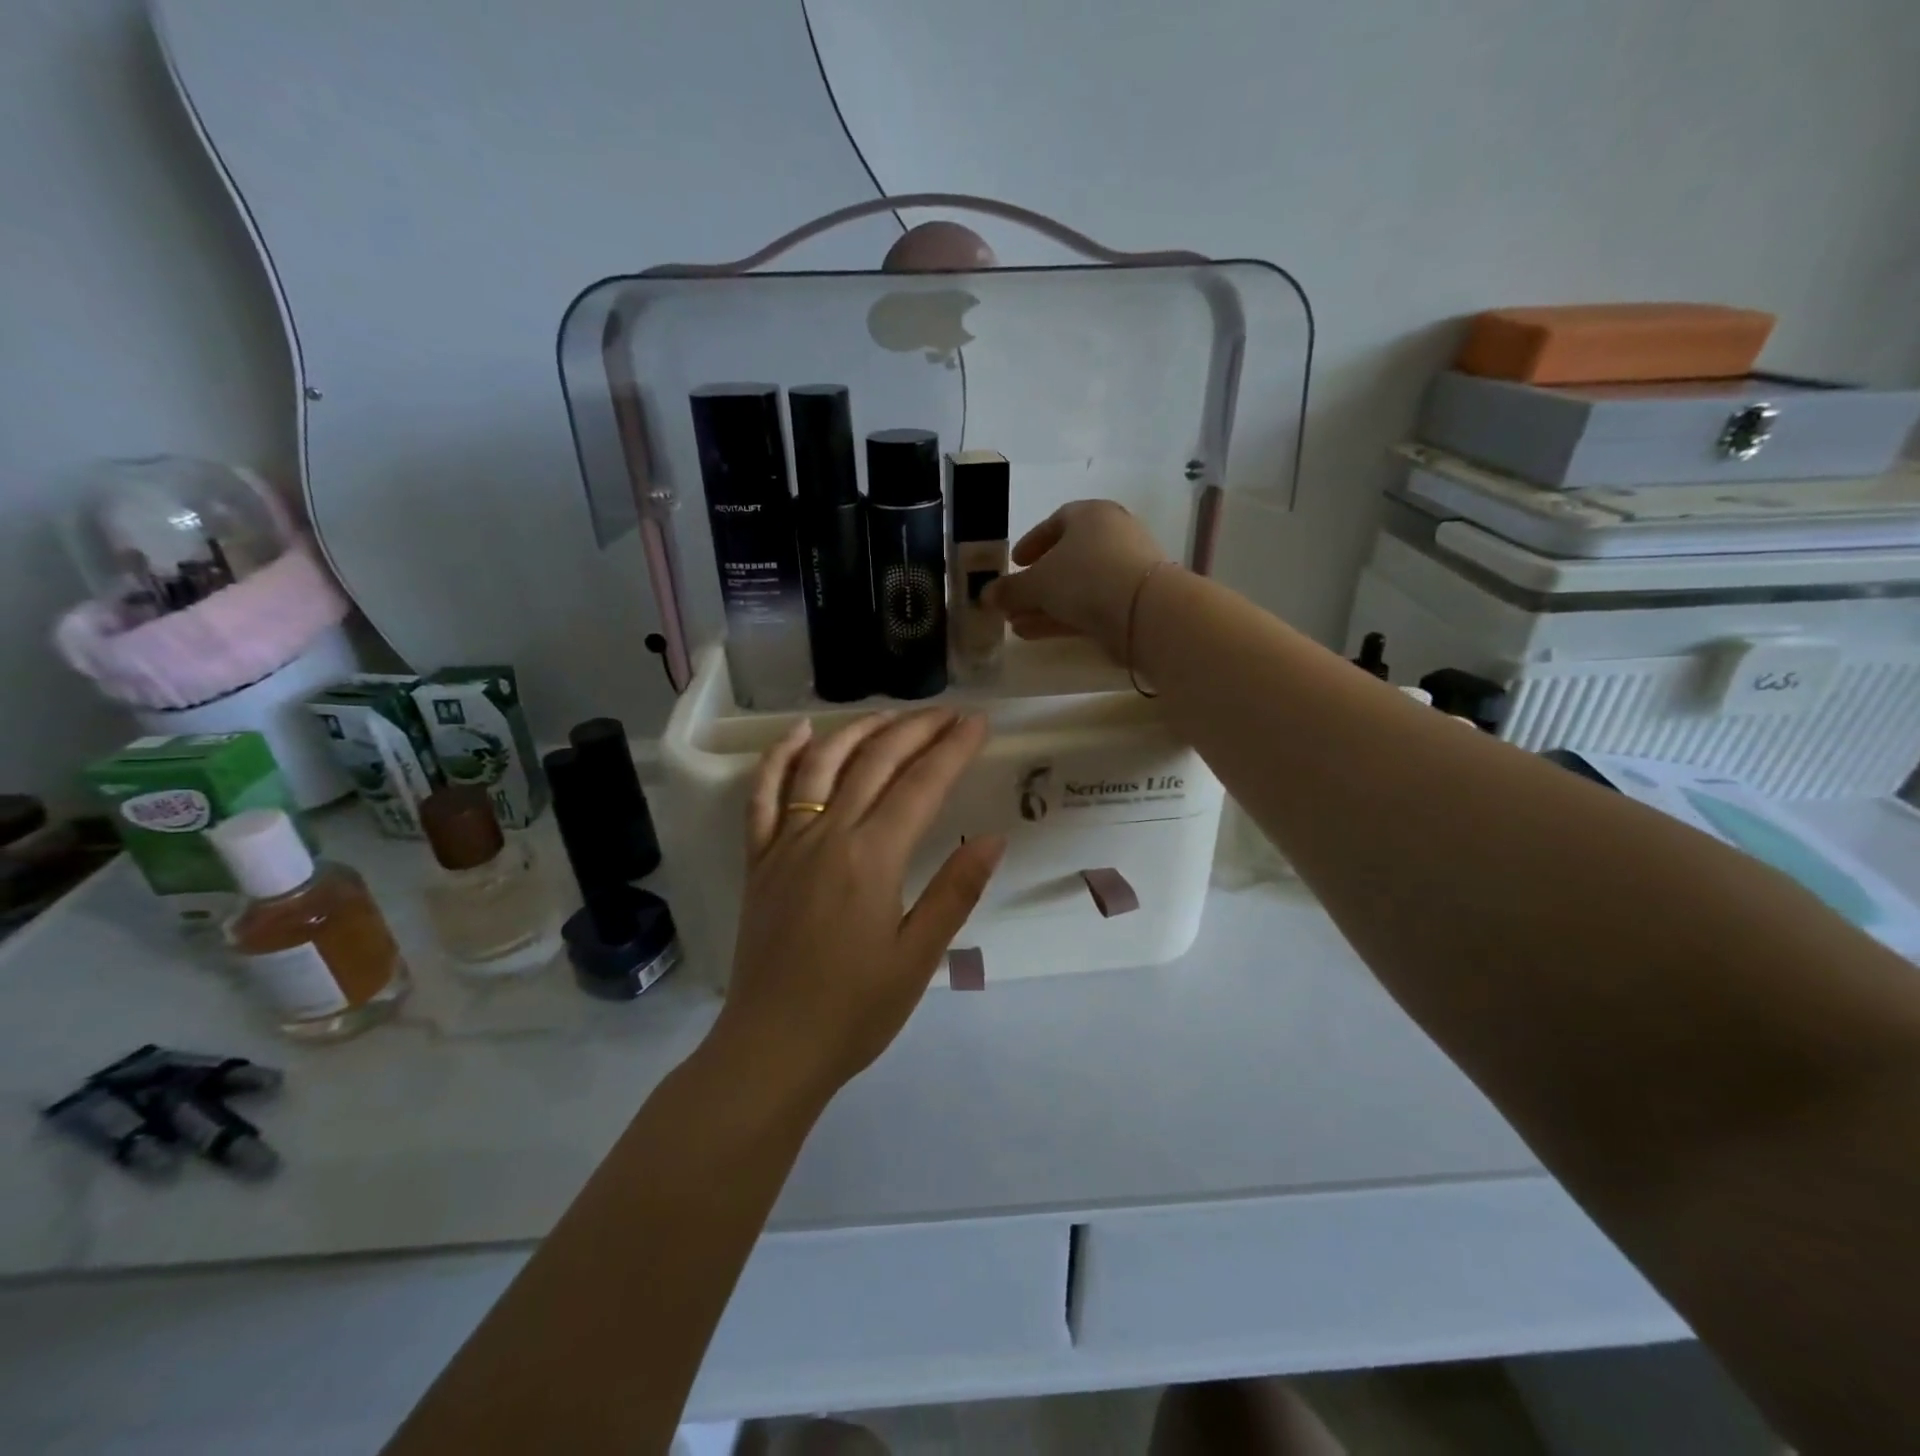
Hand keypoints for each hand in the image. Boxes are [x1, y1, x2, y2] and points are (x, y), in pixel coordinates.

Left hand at [714, 709, 1004, 1097]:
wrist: (772, 1048)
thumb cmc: (854, 1011)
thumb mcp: (918, 958)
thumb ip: (955, 892)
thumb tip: (991, 838)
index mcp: (872, 859)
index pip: (921, 785)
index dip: (953, 749)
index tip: (978, 722)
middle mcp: (827, 835)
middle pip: (875, 762)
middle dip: (916, 730)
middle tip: (948, 713)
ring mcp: (786, 844)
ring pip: (821, 765)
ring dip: (858, 730)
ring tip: (891, 714)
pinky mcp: (759, 860)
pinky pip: (763, 796)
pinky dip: (779, 757)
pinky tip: (799, 733)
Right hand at [981, 500, 1168, 659]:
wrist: (1144, 610)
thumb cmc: (1085, 577)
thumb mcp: (1037, 582)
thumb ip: (1009, 589)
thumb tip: (986, 595)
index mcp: (1091, 515)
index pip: (1057, 522)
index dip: (1032, 542)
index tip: (1015, 562)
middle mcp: (1112, 536)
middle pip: (1067, 558)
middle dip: (1036, 582)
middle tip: (1013, 598)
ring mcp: (1125, 570)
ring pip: (1077, 587)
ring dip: (1045, 605)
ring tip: (1016, 624)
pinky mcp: (1131, 602)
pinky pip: (1090, 606)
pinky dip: (1062, 617)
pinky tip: (1035, 633)